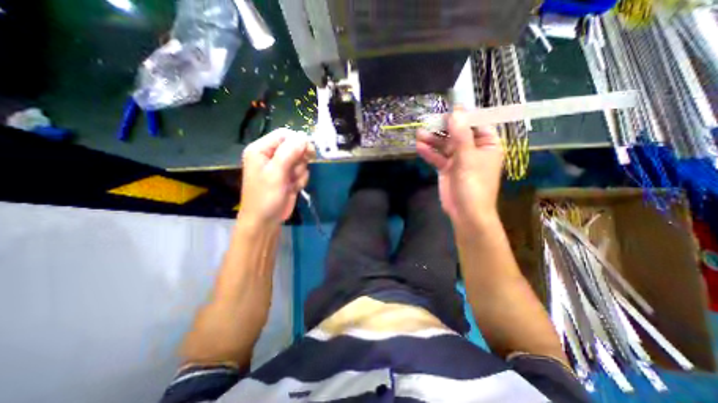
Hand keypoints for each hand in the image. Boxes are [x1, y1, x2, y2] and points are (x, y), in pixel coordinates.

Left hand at [240, 128, 309, 226]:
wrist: (266, 221)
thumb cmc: (266, 197)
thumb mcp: (276, 173)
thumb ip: (289, 153)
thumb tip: (304, 137)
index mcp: (261, 149)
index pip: (284, 135)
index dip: (298, 141)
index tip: (309, 152)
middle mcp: (271, 155)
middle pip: (295, 147)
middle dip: (299, 160)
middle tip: (296, 172)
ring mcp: (281, 167)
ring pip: (301, 160)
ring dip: (300, 172)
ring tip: (291, 183)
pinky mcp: (289, 176)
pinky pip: (302, 171)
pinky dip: (300, 180)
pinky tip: (293, 188)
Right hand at [416, 110, 503, 226]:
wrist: (466, 212)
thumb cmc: (474, 184)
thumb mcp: (468, 157)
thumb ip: (461, 134)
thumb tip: (457, 111)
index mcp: (487, 144)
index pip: (477, 124)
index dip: (464, 116)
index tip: (449, 109)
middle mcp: (473, 149)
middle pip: (457, 133)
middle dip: (443, 128)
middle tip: (428, 121)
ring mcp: (459, 160)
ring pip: (445, 145)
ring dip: (433, 140)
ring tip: (419, 134)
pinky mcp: (447, 169)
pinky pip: (438, 157)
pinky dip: (429, 153)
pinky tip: (419, 147)